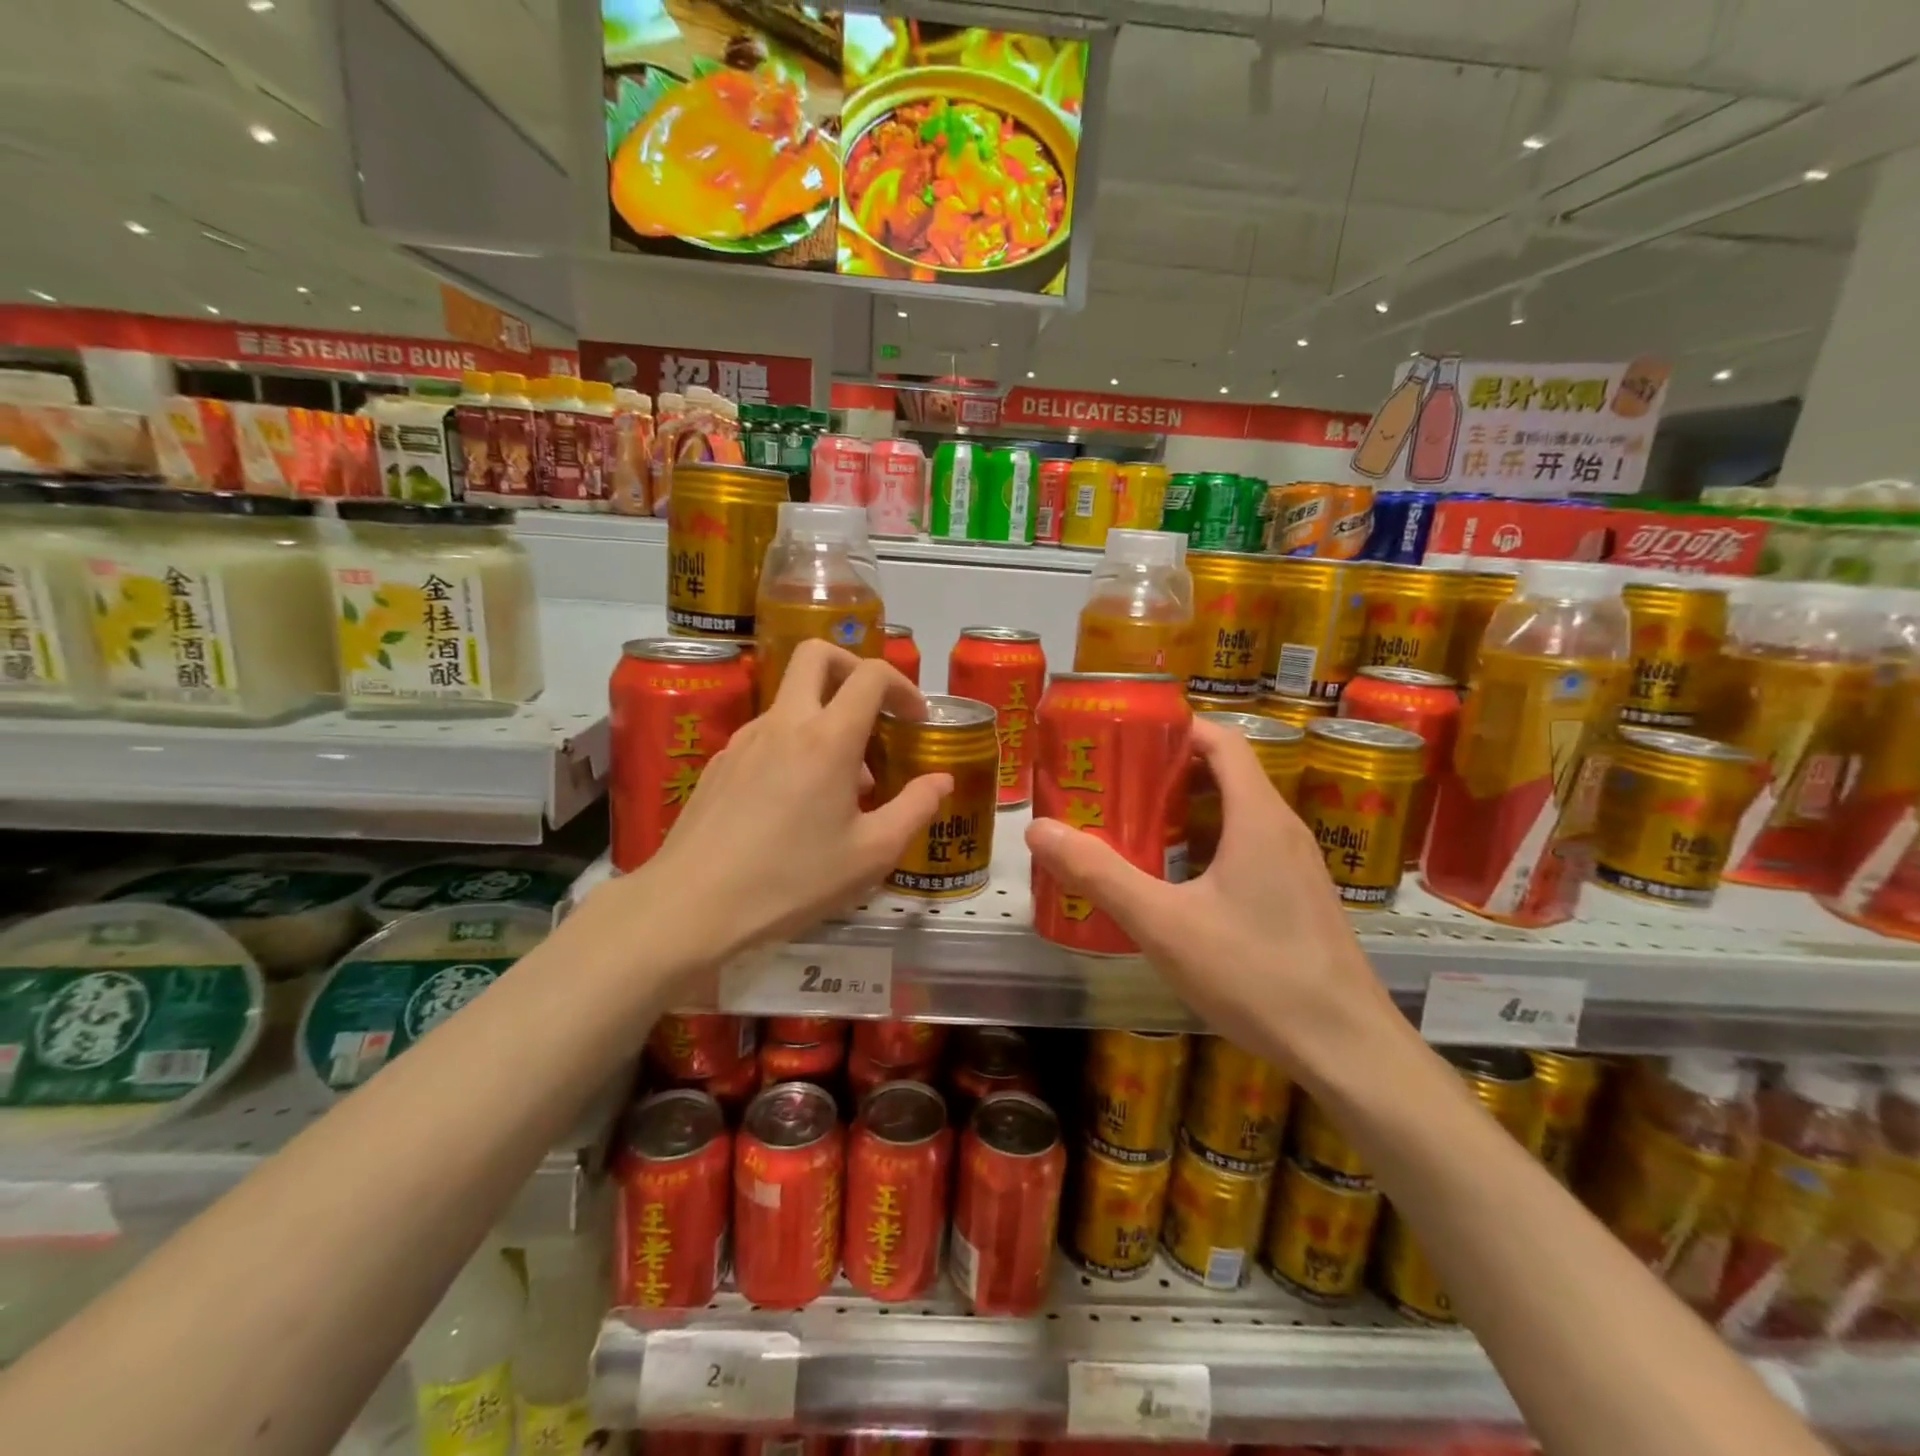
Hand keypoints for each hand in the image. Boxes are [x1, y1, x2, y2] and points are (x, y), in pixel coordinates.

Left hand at [611, 640, 951, 968]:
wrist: (692, 906)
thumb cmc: (793, 880)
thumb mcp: (872, 854)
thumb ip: (915, 809)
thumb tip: (941, 780)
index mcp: (827, 738)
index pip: (870, 675)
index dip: (903, 685)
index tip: (916, 718)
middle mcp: (784, 723)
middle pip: (816, 656)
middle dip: (853, 668)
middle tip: (874, 710)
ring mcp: (744, 739)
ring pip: (791, 698)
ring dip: (825, 716)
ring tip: (843, 781)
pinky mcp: (719, 763)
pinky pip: (767, 733)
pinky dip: (794, 744)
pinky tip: (797, 801)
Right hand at [1024, 717, 1406, 1081]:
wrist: (1348, 1050)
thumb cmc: (1256, 975)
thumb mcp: (1164, 924)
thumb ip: (1100, 875)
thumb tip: (1039, 829)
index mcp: (1258, 817)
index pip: (1222, 740)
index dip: (1175, 728)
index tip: (1126, 738)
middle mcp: (1284, 830)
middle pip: (1226, 775)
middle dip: (1168, 773)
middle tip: (1115, 787)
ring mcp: (1298, 867)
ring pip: (1237, 816)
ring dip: (1187, 814)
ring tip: (1134, 831)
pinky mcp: (1300, 900)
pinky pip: (1249, 850)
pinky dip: (1208, 848)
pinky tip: (1175, 886)